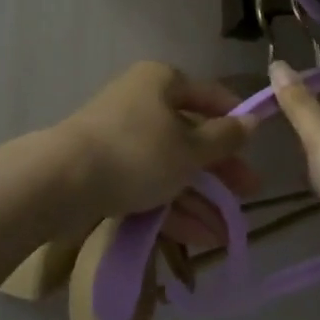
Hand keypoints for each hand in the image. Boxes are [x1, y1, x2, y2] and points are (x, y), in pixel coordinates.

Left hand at [54, 61, 258, 227]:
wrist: (63, 181)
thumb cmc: (138, 152)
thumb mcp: (191, 148)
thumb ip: (225, 138)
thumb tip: (252, 121)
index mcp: (162, 82)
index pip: (209, 96)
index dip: (235, 121)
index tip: (256, 147)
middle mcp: (142, 102)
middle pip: (190, 135)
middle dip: (220, 171)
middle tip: (247, 194)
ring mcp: (121, 137)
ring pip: (170, 165)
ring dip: (199, 198)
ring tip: (226, 232)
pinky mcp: (106, 169)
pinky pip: (148, 184)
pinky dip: (173, 207)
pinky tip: (199, 237)